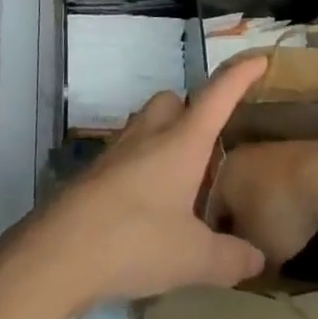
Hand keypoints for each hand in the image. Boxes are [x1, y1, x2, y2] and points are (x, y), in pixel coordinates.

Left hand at [4, 57, 270, 311]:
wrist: (58, 252)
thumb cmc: (134, 241)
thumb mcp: (192, 258)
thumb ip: (228, 257)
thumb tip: (258, 259)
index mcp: (182, 142)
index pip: (218, 95)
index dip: (240, 75)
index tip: (259, 59)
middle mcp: (150, 134)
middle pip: (174, 100)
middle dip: (193, 110)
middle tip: (209, 146)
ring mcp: (118, 149)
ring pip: (147, 122)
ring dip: (165, 135)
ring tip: (180, 178)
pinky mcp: (95, 171)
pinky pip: (128, 151)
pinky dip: (142, 163)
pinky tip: (147, 203)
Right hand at [210, 136, 317, 267]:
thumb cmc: (278, 213)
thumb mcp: (256, 252)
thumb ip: (243, 262)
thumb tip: (244, 268)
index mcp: (218, 175)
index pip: (208, 213)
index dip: (215, 241)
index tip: (227, 262)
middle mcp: (236, 156)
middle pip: (231, 196)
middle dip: (238, 221)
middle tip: (249, 250)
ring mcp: (265, 149)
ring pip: (254, 186)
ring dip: (261, 209)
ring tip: (274, 235)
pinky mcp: (291, 150)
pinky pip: (276, 181)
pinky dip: (280, 199)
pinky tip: (293, 216)